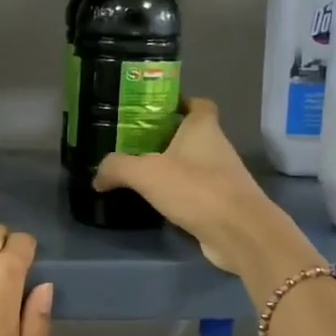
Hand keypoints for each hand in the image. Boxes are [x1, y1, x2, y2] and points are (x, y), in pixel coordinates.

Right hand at [94, 98, 302, 272]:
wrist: (237, 232)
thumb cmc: (195, 188)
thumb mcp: (145, 173)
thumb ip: (117, 168)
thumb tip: (97, 177)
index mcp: (203, 128)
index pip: (198, 104)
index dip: (179, 103)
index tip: (154, 111)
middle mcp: (217, 147)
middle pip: (191, 135)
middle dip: (166, 138)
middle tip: (134, 144)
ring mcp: (222, 177)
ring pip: (193, 164)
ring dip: (172, 168)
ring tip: (140, 174)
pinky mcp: (222, 204)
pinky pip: (196, 192)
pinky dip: (179, 194)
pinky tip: (157, 203)